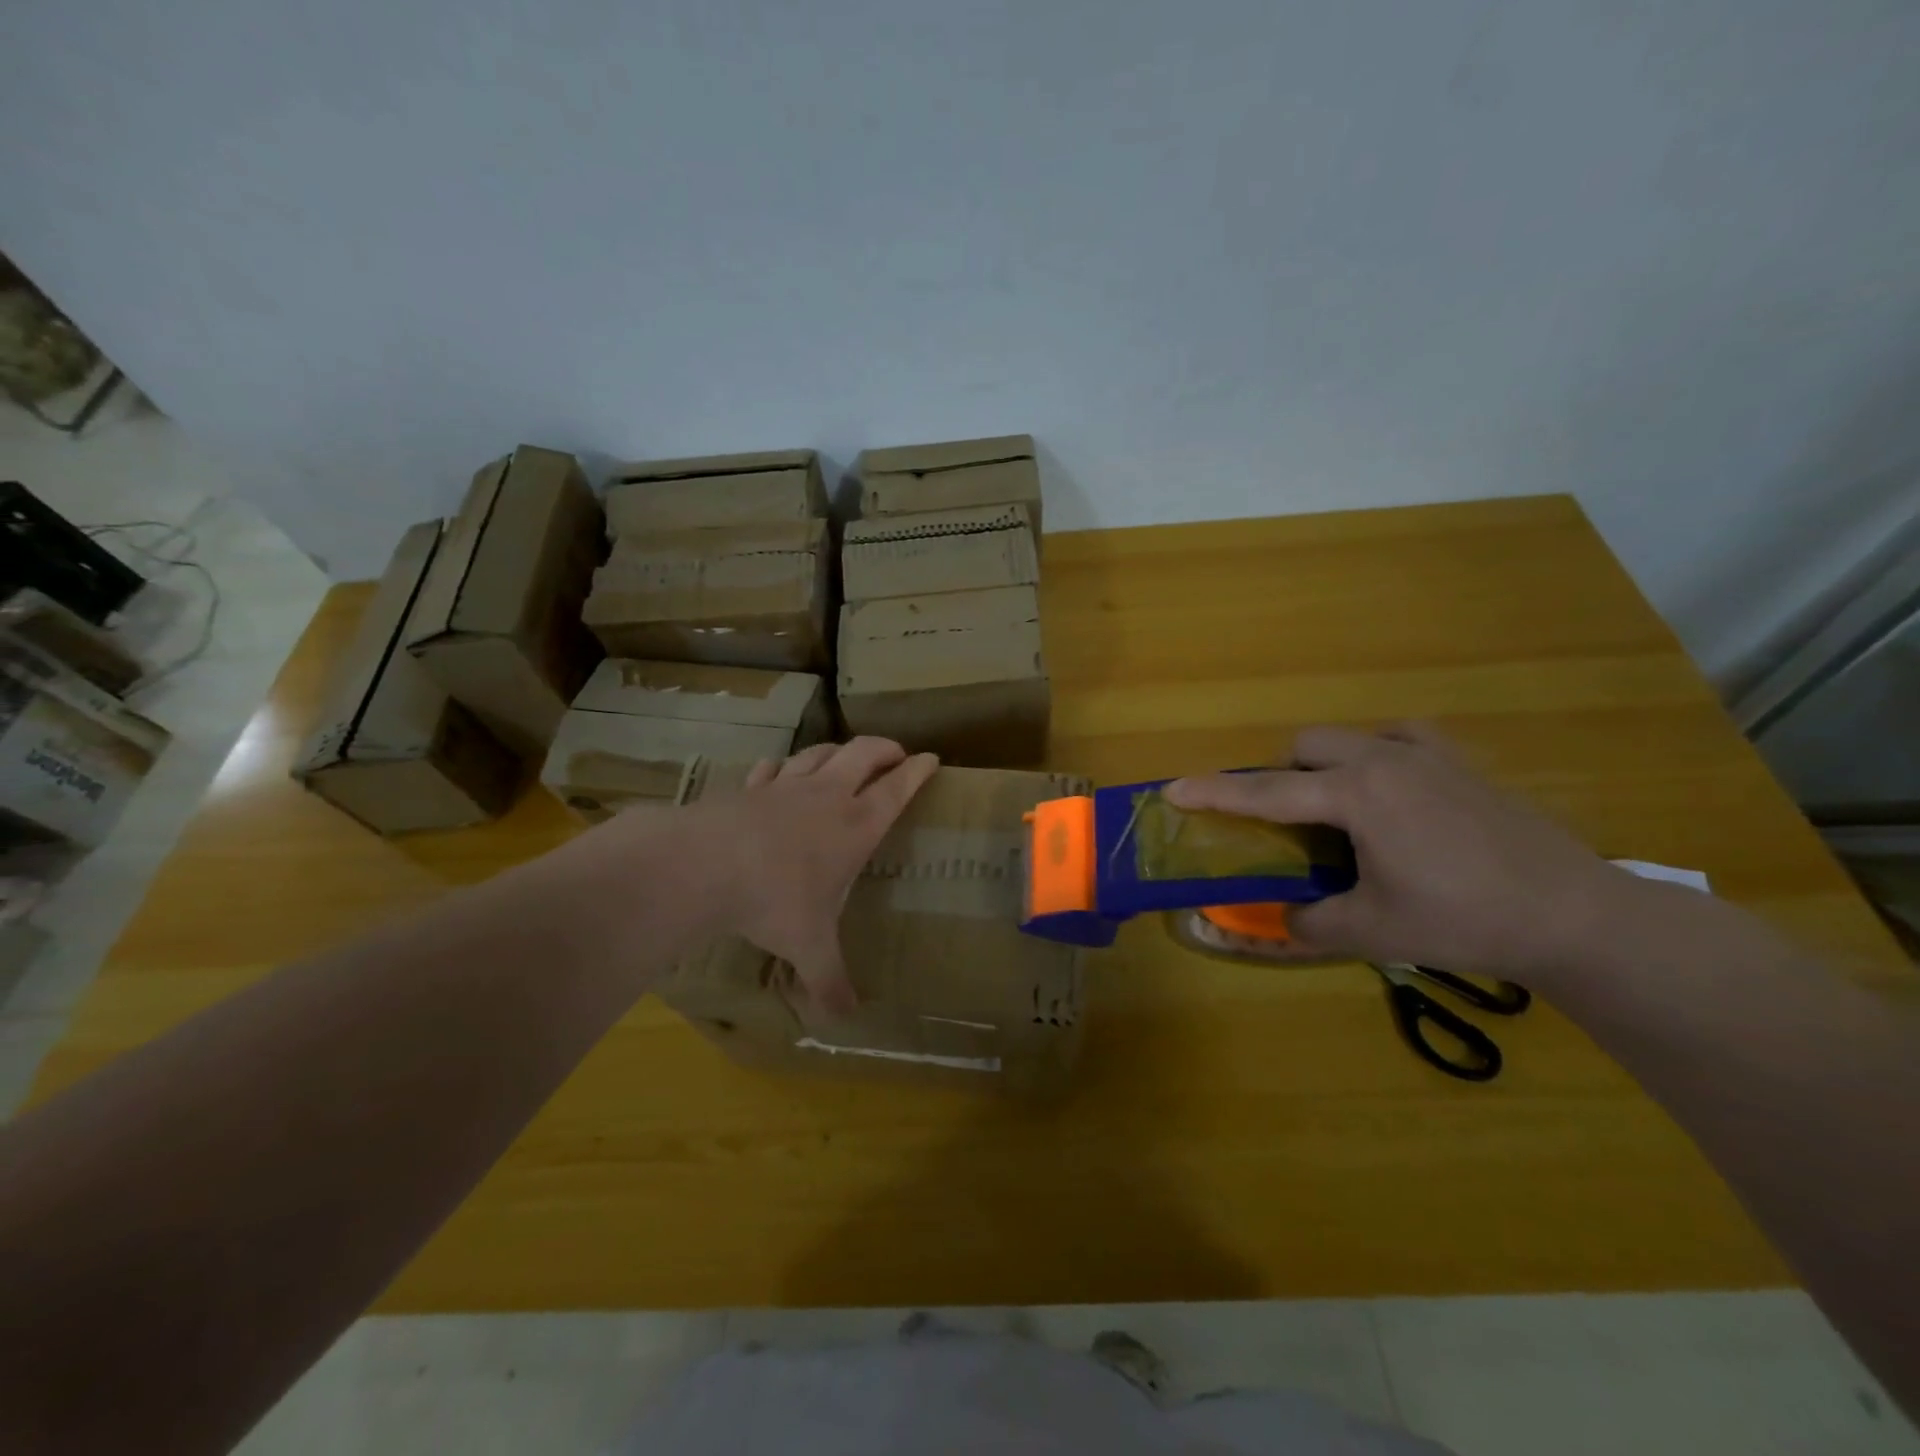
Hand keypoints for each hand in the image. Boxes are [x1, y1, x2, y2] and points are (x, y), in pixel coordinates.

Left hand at [689, 737, 937, 1014]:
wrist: (703, 865)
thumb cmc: (774, 900)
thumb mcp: (809, 946)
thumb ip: (829, 980)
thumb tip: (845, 1019)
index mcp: (856, 825)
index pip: (898, 787)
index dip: (918, 770)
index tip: (931, 759)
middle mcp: (827, 796)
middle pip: (864, 753)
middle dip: (885, 748)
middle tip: (896, 755)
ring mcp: (786, 785)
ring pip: (821, 751)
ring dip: (839, 751)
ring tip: (846, 758)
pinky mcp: (750, 786)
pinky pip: (774, 766)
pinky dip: (785, 765)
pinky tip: (780, 772)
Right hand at [1165, 724, 1634, 982]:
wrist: (1574, 914)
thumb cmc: (1464, 919)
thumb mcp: (1373, 931)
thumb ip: (1311, 923)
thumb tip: (1282, 919)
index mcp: (1357, 795)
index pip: (1266, 792)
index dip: (1216, 793)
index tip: (1174, 789)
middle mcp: (1385, 759)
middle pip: (1305, 745)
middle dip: (1280, 775)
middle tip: (1288, 824)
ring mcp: (1427, 754)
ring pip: (1349, 736)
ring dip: (1326, 764)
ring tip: (1339, 809)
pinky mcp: (1460, 762)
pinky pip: (1398, 738)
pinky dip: (1377, 756)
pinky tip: (1392, 791)